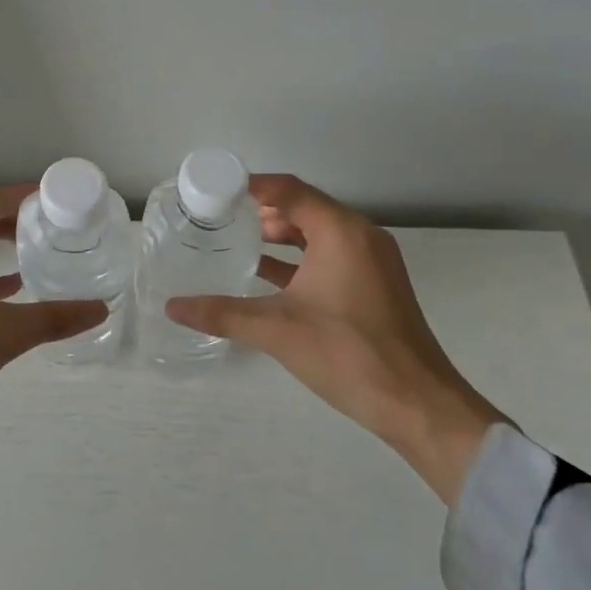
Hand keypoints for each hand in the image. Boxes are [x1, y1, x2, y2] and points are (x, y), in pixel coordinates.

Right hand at [166, 175, 504, 503]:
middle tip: (220, 217)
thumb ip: (222, 313)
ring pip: (318, 233)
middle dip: (262, 211)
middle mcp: (361, 236)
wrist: (418, 404)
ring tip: (238, 241)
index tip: (215, 189)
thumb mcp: (277, 330)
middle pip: (304, 207)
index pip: (290, 190)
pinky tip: (267, 275)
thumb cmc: (348, 354)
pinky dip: (299, 259)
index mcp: (341, 232)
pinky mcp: (375, 284)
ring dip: (281, 235)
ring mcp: (372, 260)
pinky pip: (331, 255)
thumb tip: (172, 307)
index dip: (251, 186)